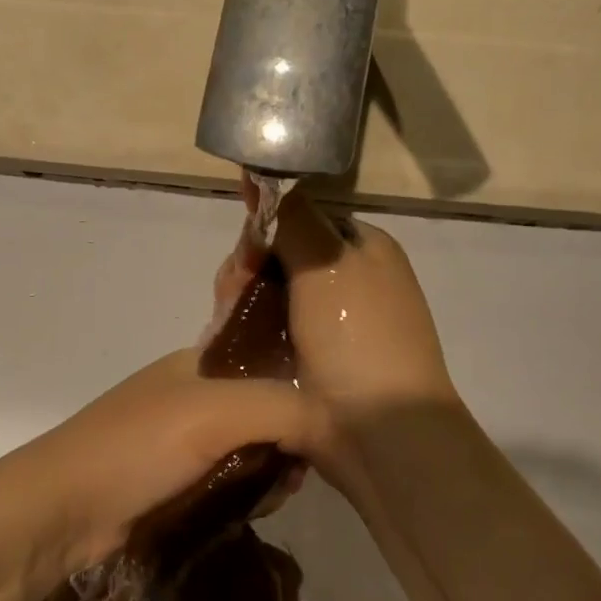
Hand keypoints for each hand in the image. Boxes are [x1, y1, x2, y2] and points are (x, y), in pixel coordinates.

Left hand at [6, 349, 324, 594]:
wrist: (61, 511)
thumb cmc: (135, 448)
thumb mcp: (214, 412)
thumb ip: (283, 408)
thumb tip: (341, 427)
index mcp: (200, 363)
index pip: (272, 361)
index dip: (306, 386)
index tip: (333, 422)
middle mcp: (195, 396)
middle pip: (268, 410)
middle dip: (291, 439)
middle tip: (299, 470)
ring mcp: (183, 443)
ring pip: (253, 450)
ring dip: (271, 472)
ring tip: (274, 494)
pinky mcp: (177, 484)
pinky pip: (232, 483)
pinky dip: (250, 494)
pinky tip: (256, 509)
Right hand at [212, 181, 458, 483]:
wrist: (375, 429)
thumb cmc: (357, 335)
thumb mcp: (327, 260)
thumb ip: (292, 214)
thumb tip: (264, 171)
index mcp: (364, 248)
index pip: (302, 218)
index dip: (266, 227)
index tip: (244, 250)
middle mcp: (350, 281)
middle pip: (279, 257)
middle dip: (248, 269)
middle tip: (231, 292)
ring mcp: (331, 325)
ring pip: (268, 296)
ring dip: (241, 302)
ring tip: (226, 321)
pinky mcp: (310, 362)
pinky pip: (267, 332)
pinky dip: (246, 332)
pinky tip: (229, 341)